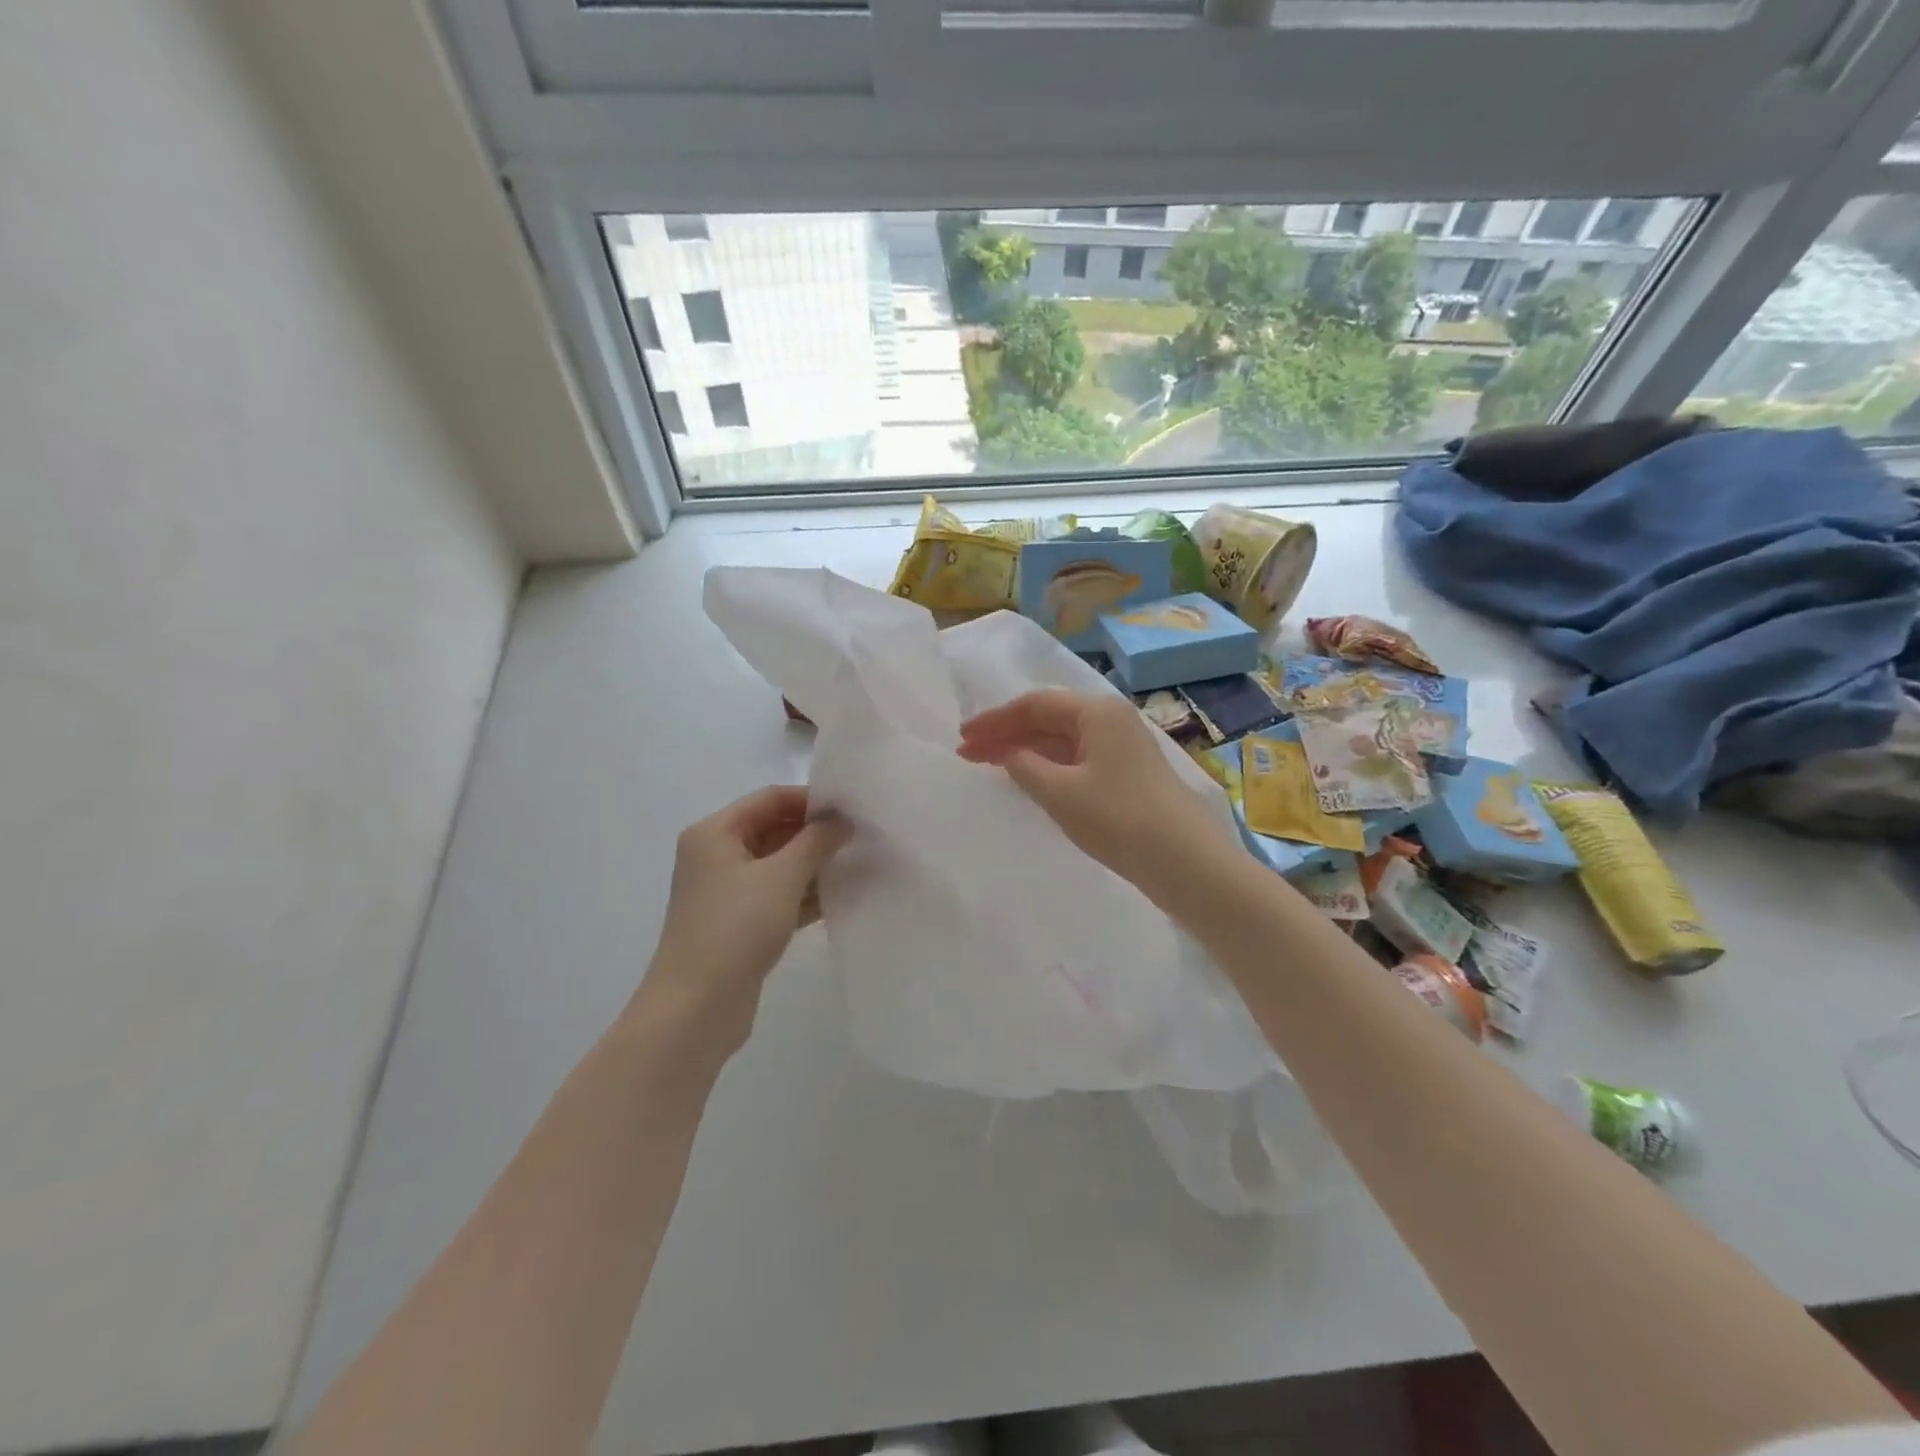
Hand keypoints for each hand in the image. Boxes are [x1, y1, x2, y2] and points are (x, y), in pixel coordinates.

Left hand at [635, 786, 851, 1061]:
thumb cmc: (736, 928)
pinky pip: (776, 896)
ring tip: (858, 864)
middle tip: (860, 837)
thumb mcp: (782, 876)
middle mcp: (716, 856)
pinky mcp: (738, 924)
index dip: (810, 800)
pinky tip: (840, 897)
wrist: (696, 1008)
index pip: (769, 799)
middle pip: (773, 830)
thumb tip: (842, 821)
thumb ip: (816, 841)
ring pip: (777, 865)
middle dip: (815, 833)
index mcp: (714, 833)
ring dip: (813, 865)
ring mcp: (726, 893)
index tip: (851, 809)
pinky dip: (804, 894)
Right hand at [958, 689, 1232, 891]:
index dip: (994, 720)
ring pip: (1062, 739)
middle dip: (1006, 734)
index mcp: (1096, 711)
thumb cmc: (1117, 818)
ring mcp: (1122, 745)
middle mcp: (1110, 719)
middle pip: (1048, 718)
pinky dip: (1048, 765)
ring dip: (1025, 750)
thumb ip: (1024, 766)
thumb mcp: (1060, 792)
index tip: (962, 738)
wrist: (1184, 860)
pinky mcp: (1126, 772)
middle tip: (968, 753)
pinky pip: (1076, 757)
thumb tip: (1007, 753)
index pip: (1034, 704)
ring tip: (990, 764)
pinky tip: (1029, 777)